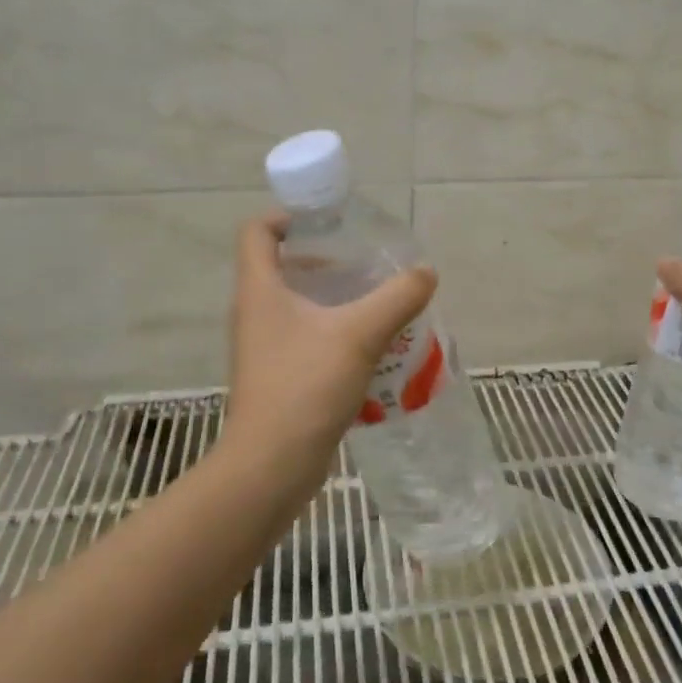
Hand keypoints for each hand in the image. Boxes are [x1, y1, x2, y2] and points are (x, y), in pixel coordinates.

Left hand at [222, 212, 437, 489]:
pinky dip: (335, 332)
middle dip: (326, 259)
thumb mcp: (360, 334)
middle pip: (283, 266)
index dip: (288, 216)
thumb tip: (426, 272)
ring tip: (378, 302)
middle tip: (368, 264)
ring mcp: (264, 347)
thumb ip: (397, 297)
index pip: (257, 231)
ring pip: (298, 305)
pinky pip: (307, 338)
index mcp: (260, 290)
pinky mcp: (278, 376)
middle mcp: (255, 312)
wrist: (272, 466)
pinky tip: (372, 346)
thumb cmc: (306, 386)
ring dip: (335, 298)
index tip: (330, 223)